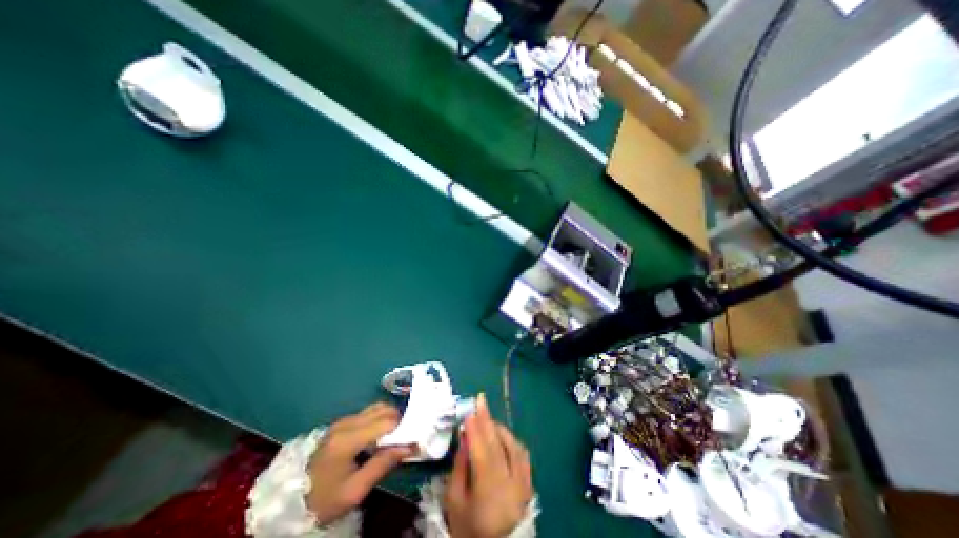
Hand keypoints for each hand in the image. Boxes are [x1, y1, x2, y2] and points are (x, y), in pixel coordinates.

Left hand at [306, 403, 414, 525]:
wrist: (291, 502)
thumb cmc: (324, 499)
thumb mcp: (355, 490)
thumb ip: (383, 464)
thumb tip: (411, 446)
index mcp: (348, 439)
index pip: (387, 421)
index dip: (403, 427)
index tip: (411, 440)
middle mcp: (346, 423)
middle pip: (383, 408)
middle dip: (398, 420)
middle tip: (404, 438)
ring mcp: (342, 421)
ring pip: (376, 407)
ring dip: (389, 417)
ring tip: (393, 437)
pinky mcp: (341, 423)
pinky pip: (367, 413)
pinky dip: (379, 419)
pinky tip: (379, 436)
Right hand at [446, 390, 536, 537]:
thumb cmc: (469, 529)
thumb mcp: (455, 502)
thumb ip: (460, 467)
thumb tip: (465, 438)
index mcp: (489, 489)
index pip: (482, 450)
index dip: (475, 428)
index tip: (469, 411)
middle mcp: (510, 482)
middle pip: (497, 444)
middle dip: (487, 419)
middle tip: (480, 400)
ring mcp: (523, 482)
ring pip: (513, 445)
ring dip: (499, 428)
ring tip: (487, 419)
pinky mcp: (529, 483)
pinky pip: (522, 454)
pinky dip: (511, 440)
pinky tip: (503, 435)